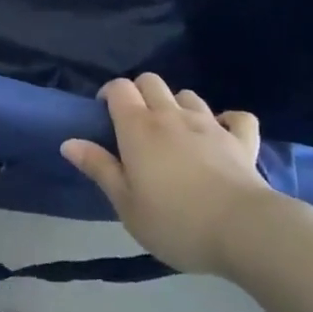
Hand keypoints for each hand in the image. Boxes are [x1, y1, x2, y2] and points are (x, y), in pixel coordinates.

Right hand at [60, 73, 271, 275]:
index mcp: (139, 128)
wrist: (243, 230)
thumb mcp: (127, 205)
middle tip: (136, 125)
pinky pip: (237, 118)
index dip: (109, 94)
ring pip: (188, 95)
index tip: (105, 116)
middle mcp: (171, 115)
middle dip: (140, 93)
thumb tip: (69, 141)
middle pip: (151, 81)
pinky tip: (223, 133)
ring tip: (175, 132)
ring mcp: (210, 124)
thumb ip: (99, 169)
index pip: (119, 88)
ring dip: (177, 105)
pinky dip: (228, 121)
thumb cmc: (175, 222)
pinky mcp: (241, 140)